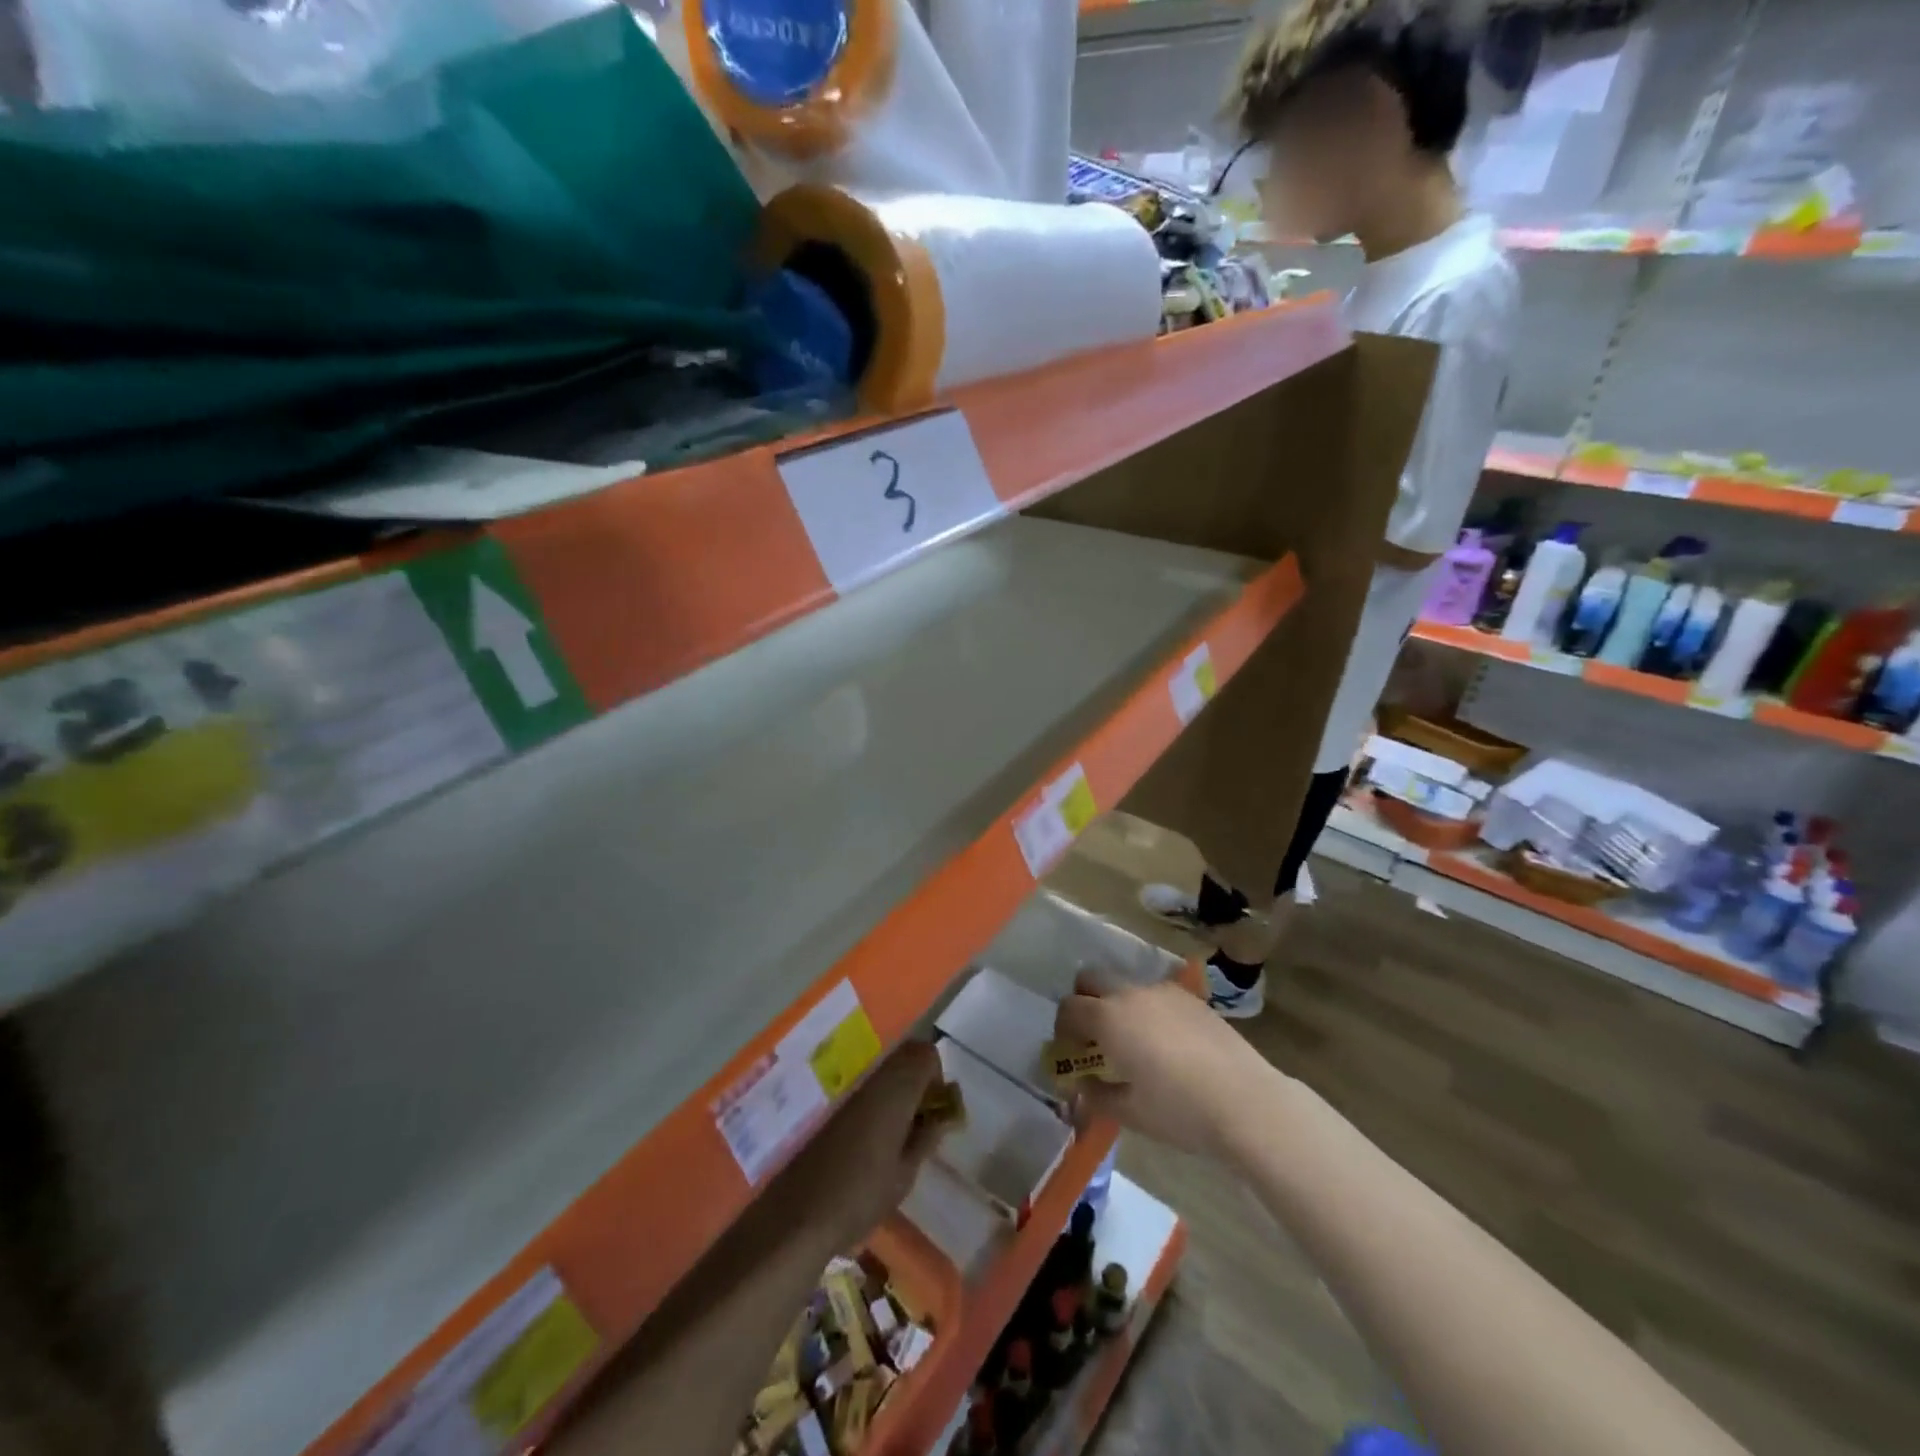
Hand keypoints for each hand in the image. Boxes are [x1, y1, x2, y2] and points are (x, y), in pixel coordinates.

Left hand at [769, 1041, 942, 1254]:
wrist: (797, 1215)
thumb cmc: (861, 1196)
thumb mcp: (905, 1174)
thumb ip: (926, 1137)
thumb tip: (942, 1115)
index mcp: (896, 1090)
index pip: (925, 1053)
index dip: (938, 1075)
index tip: (936, 1110)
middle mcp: (873, 1080)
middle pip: (905, 1055)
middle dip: (920, 1079)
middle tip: (923, 1121)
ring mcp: (851, 1091)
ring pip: (886, 1072)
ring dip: (900, 1091)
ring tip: (902, 1135)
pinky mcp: (834, 1106)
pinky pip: (868, 1088)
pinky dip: (881, 1102)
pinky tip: (876, 1141)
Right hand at [1054, 975, 1284, 1162]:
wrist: (1245, 1101)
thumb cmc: (1179, 1109)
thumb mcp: (1130, 1112)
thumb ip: (1096, 1095)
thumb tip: (1081, 1084)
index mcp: (1109, 1018)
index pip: (1069, 1008)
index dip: (1063, 1028)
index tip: (1071, 1052)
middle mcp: (1131, 994)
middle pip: (1092, 979)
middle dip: (1085, 1001)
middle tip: (1094, 1037)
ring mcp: (1164, 991)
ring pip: (1126, 985)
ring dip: (1118, 1005)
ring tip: (1133, 1042)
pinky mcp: (1192, 998)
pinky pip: (1156, 995)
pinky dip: (1148, 1009)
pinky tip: (1166, 1043)